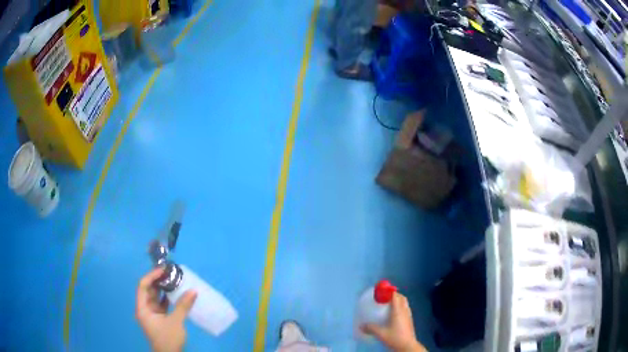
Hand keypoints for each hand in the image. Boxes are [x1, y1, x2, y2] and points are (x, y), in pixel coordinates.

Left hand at [135, 268, 197, 351]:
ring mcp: (152, 314)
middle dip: (157, 280)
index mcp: (143, 308)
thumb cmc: (168, 339)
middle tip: (169, 272)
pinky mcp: (159, 319)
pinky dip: (167, 298)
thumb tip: (193, 291)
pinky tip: (175, 294)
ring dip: (163, 289)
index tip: (163, 270)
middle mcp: (145, 309)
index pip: (143, 286)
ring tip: (173, 280)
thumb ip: (182, 306)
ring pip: (155, 297)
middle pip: (148, 290)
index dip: (152, 276)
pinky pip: (161, 304)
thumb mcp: (175, 322)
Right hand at [361, 293, 426, 351]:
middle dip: (394, 295)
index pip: (395, 296)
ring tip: (389, 304)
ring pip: (405, 303)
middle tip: (384, 297)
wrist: (407, 346)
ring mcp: (409, 315)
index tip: (381, 291)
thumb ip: (371, 328)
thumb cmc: (395, 337)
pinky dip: (400, 307)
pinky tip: (394, 314)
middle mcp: (405, 311)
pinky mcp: (410, 320)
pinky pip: (406, 309)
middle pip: (401, 298)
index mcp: (398, 311)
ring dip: (398, 300)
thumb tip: (361, 325)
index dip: (389, 291)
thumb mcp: (380, 333)